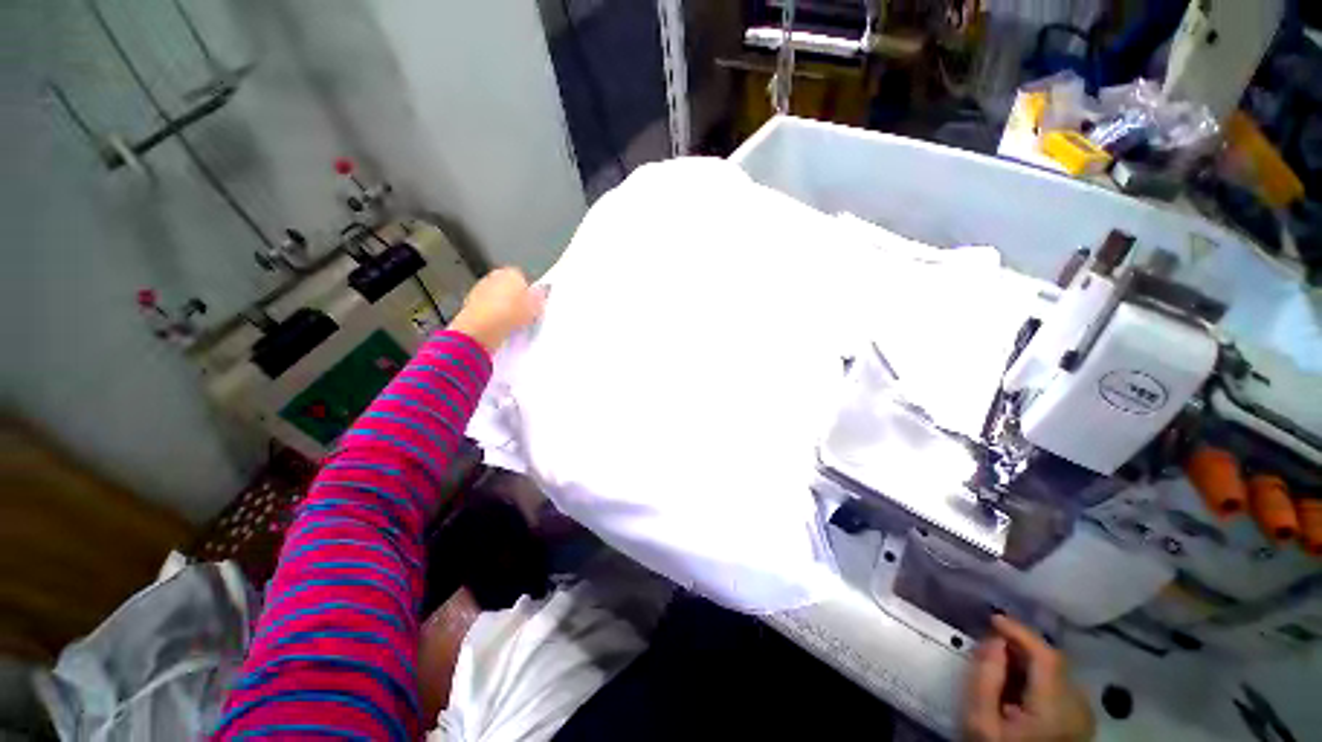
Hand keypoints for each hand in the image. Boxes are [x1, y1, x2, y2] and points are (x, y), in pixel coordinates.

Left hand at [447, 267, 544, 352]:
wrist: (482, 328)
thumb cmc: (511, 314)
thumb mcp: (535, 308)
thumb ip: (539, 297)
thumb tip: (541, 292)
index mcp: (512, 272)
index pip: (524, 279)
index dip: (529, 293)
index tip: (533, 306)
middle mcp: (494, 276)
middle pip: (508, 287)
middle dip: (514, 299)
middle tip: (524, 315)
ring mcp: (480, 288)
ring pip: (497, 297)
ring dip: (502, 307)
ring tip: (511, 324)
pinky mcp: (469, 302)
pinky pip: (487, 308)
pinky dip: (492, 315)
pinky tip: (498, 327)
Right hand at [963, 615, 1093, 741]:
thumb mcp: (980, 722)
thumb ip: (985, 679)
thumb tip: (993, 640)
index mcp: (1057, 710)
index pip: (1047, 656)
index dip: (1021, 631)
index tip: (993, 618)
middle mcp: (1080, 709)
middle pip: (1053, 662)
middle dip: (1020, 647)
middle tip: (990, 645)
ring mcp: (1085, 717)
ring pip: (1057, 673)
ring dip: (1028, 662)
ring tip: (1001, 666)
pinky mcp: (1082, 722)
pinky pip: (1060, 686)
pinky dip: (1038, 677)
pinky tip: (1018, 687)